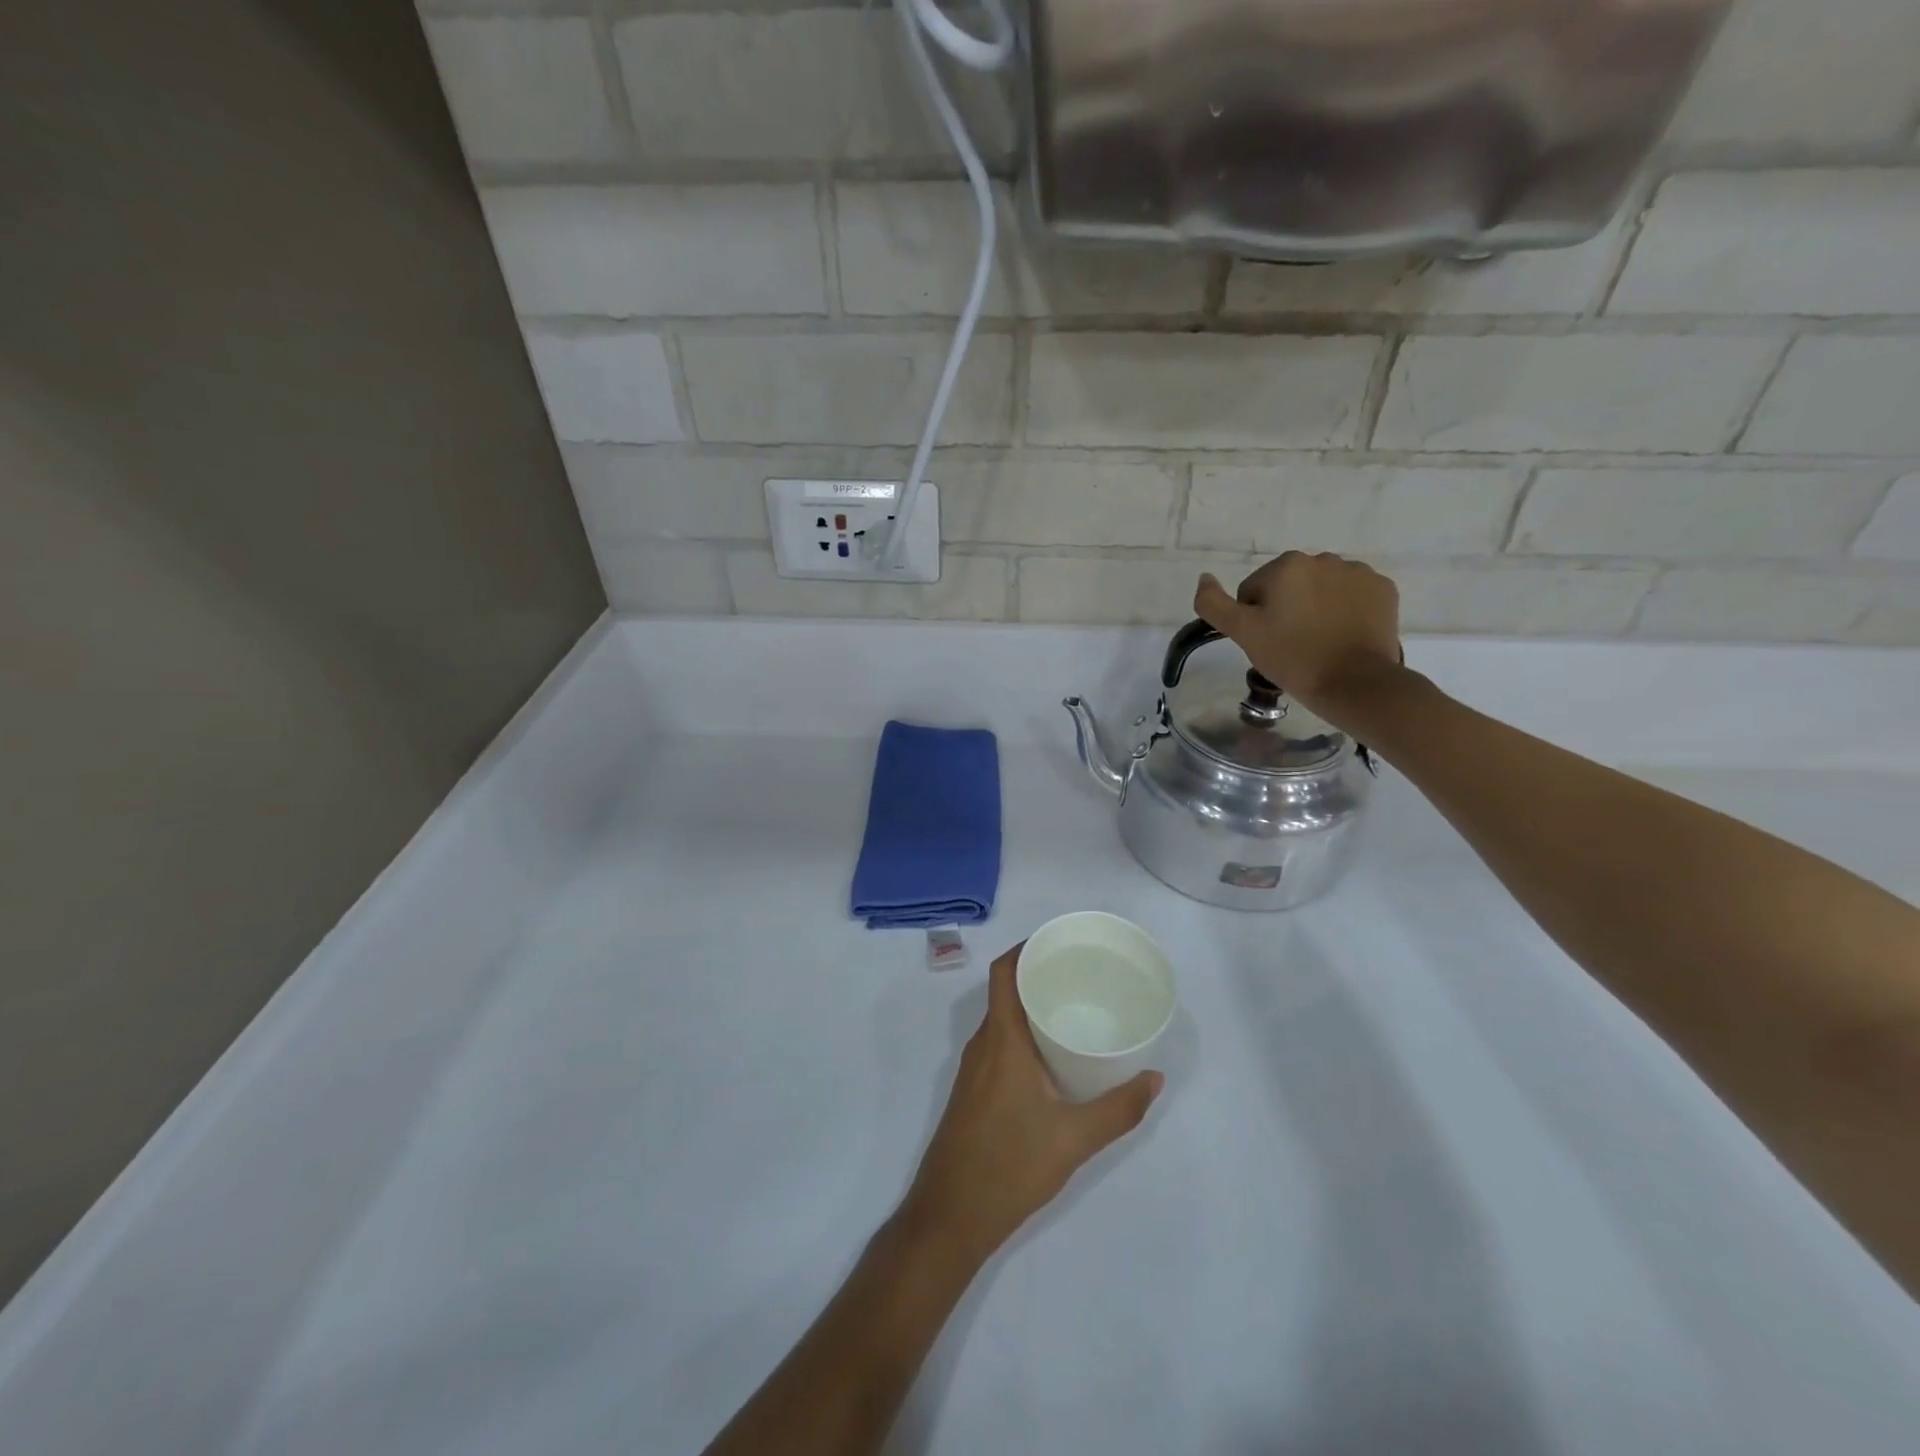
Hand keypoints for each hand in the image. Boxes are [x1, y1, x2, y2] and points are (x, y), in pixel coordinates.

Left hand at [900, 945, 1162, 1265]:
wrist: (951, 1216)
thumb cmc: (1010, 1166)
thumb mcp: (1074, 1139)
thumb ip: (1118, 1108)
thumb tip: (1155, 1078)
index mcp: (1001, 1040)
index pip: (1003, 973)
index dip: (1026, 948)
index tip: (1060, 942)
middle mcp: (982, 1044)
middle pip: (1005, 991)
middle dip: (1038, 976)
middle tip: (1081, 974)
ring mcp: (974, 1069)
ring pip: (1002, 1020)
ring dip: (1031, 1006)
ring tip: (1074, 1008)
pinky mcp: (973, 1090)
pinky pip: (999, 1044)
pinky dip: (1023, 1033)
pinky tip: (1052, 1055)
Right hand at [1194, 552, 1402, 724]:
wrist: (1355, 683)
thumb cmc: (1293, 657)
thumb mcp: (1243, 633)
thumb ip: (1214, 604)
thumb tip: (1204, 578)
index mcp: (1286, 566)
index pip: (1254, 591)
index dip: (1254, 619)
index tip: (1267, 642)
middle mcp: (1323, 558)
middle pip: (1289, 586)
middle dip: (1286, 609)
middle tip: (1290, 645)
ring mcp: (1358, 572)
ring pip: (1321, 589)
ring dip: (1315, 608)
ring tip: (1319, 642)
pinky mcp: (1383, 589)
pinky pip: (1352, 595)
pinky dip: (1345, 610)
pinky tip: (1343, 635)